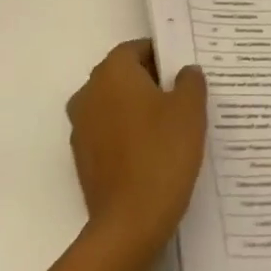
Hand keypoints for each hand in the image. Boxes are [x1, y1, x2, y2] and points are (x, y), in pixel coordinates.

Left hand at [66, 40, 206, 256]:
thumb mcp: (190, 110)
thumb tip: (185, 71)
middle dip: (152, 82)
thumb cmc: (162, 153)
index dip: (163, 56)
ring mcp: (81, 127)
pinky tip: (156, 153)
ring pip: (115, 105)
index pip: (137, 49)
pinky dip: (129, 136)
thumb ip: (190, 81)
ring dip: (140, 110)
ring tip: (174, 127)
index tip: (186, 72)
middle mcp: (88, 93)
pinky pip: (110, 134)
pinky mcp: (83, 158)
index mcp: (112, 73)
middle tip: (186, 98)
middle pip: (124, 76)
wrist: (130, 222)